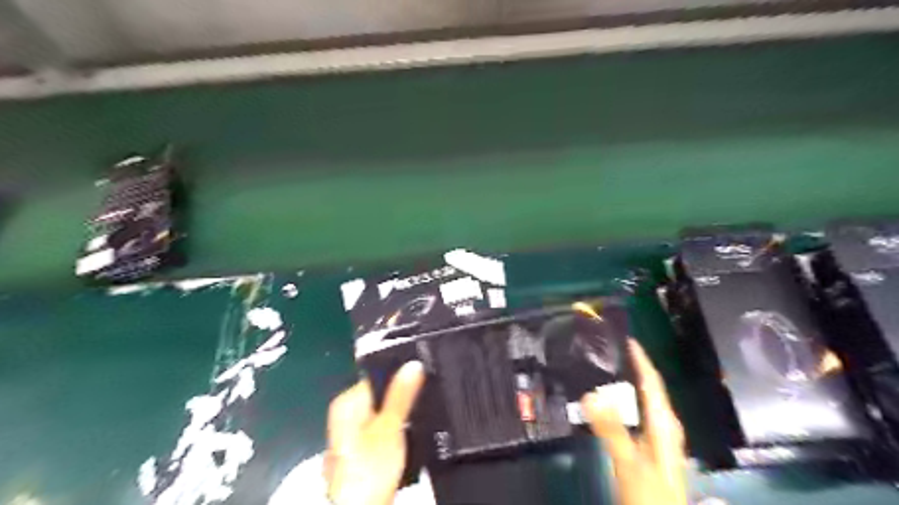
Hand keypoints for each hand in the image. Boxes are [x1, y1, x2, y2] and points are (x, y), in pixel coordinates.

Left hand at [324, 361, 426, 503]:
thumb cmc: (370, 467)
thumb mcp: (391, 427)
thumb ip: (401, 394)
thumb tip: (413, 363)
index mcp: (347, 402)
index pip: (377, 376)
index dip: (401, 375)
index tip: (422, 378)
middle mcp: (346, 415)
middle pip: (381, 396)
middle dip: (403, 399)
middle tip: (423, 402)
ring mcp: (353, 435)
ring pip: (385, 416)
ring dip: (401, 418)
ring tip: (419, 420)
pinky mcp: (362, 452)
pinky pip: (383, 432)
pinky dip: (396, 433)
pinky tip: (408, 439)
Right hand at [584, 340, 690, 504]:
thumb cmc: (651, 495)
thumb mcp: (629, 462)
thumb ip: (611, 429)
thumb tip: (590, 393)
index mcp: (664, 425)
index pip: (653, 382)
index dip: (641, 359)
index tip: (626, 338)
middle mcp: (664, 428)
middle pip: (649, 390)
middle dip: (632, 368)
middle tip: (608, 352)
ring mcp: (657, 440)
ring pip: (641, 403)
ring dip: (625, 386)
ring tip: (604, 371)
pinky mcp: (648, 450)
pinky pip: (634, 416)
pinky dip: (621, 404)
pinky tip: (607, 406)